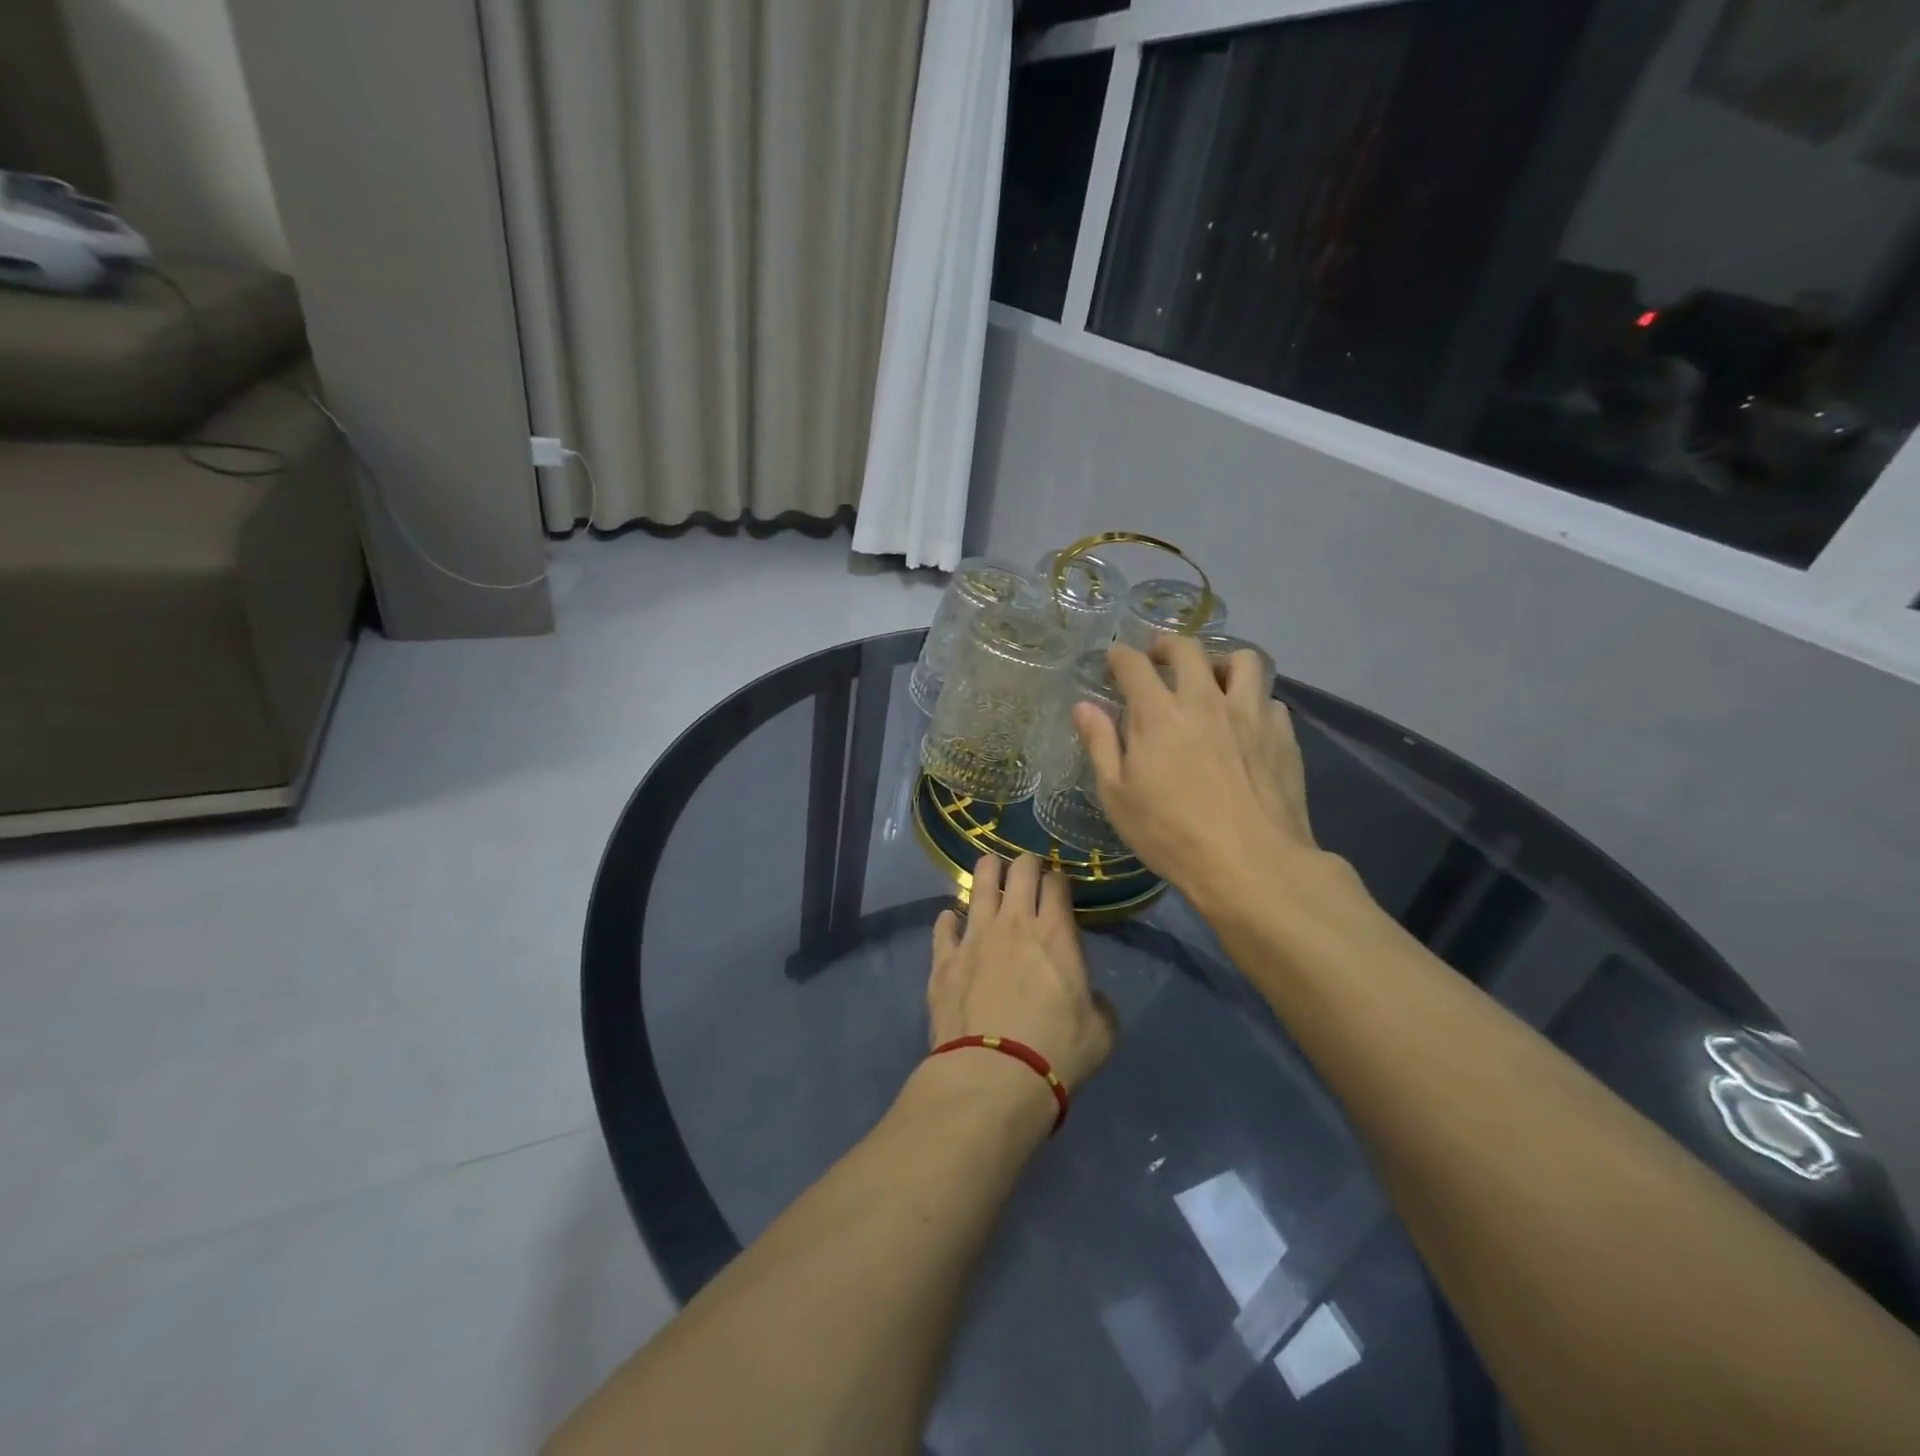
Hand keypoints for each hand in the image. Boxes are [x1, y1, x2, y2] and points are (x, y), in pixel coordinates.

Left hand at [927, 854, 1117, 1092]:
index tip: (1058, 886)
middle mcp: (1013, 923)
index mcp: (1055, 933)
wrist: (993, 1076)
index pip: (1056, 883)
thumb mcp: (1102, 1031)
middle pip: (1019, 870)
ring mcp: (974, 937)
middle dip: (1025, 864)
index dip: (1058, 879)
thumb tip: (1088, 997)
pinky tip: (951, 920)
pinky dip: (949, 920)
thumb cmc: (1057, 1052)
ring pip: (979, 885)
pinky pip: (943, 926)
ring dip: (987, 873)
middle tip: (1027, 872)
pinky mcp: (944, 960)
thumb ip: (1097, 1003)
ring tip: (990, 871)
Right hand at [1074, 637, 1318, 909]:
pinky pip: (1269, 699)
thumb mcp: (1117, 796)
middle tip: (1158, 660)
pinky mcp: (1282, 734)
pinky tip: (1245, 724)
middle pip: (1188, 648)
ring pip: (1243, 660)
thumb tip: (1084, 707)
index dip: (1119, 656)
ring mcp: (1249, 713)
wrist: (1252, 864)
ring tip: (1212, 681)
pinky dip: (1253, 701)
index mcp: (1157, 713)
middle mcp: (1204, 699)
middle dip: (1167, 645)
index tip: (1113, 662)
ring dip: (1221, 662)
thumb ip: (1100, 745)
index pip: (1133, 664)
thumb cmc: (1171, 835)